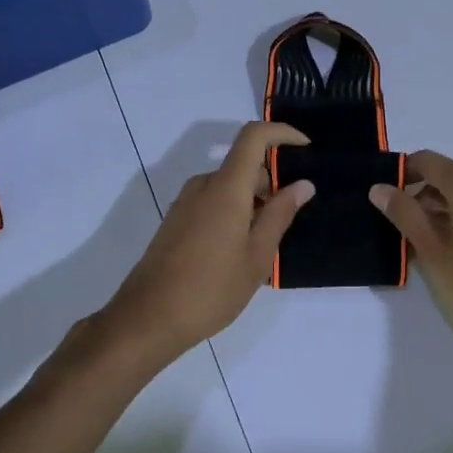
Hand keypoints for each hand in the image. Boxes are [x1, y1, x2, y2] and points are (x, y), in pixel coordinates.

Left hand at [103, 123, 314, 361]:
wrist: (147, 319)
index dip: (282, 133)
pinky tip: (237, 253)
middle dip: (271, 182)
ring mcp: (185, 203)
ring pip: (228, 186)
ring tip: (263, 246)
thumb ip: (280, 214)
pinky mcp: (175, 221)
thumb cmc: (211, 288)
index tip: (305, 148)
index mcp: (226, 187)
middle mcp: (203, 185)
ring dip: (252, 202)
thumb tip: (303, 184)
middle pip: (243, 164)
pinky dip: (233, 213)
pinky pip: (213, 202)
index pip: (253, 136)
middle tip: (288, 221)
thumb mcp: (257, 255)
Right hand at [369, 151, 452, 347]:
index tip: (384, 200)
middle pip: (445, 177)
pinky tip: (451, 252)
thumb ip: (405, 214)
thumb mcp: (433, 251)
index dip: (401, 174)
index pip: (426, 160)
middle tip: (398, 229)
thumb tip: (380, 187)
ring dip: (438, 211)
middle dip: (418, 197)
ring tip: (422, 246)